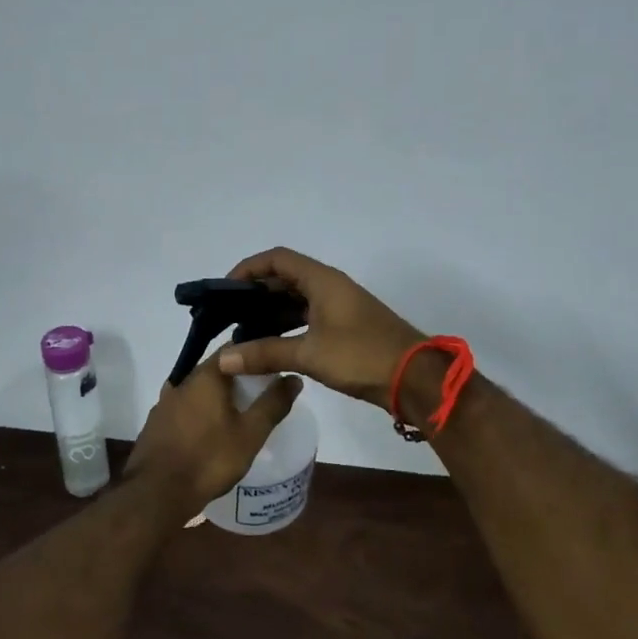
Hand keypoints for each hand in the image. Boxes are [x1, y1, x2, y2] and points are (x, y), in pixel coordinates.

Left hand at [125, 353, 302, 514]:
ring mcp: (164, 403)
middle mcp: (181, 382)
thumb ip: (273, 404)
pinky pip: (184, 408)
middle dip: (237, 376)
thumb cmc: (209, 459)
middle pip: (214, 369)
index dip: (254, 352)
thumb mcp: (250, 434)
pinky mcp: (155, 424)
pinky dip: (200, 412)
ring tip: (237, 411)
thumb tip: (293, 377)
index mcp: (205, 376)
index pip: (233, 348)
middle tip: (260, 391)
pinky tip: (210, 430)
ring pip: (197, 390)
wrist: (156, 494)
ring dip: (216, 396)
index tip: (271, 364)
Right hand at [216, 248, 425, 413]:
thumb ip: (265, 353)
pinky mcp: (345, 327)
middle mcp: (330, 286)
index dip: (249, 268)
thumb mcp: (309, 354)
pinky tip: (271, 346)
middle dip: (256, 294)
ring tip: (244, 334)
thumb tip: (223, 358)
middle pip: (285, 278)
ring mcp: (340, 307)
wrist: (414, 378)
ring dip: (271, 312)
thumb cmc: (361, 356)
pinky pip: (308, 317)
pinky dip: (287, 326)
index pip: (277, 259)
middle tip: (230, 315)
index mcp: (322, 280)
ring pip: (296, 300)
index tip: (226, 290)